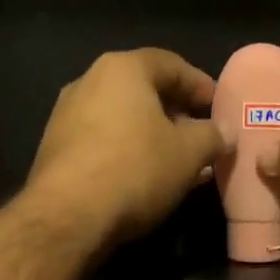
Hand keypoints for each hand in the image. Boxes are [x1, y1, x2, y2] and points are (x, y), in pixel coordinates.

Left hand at [25, 49, 226, 246]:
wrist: (68, 215)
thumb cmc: (136, 170)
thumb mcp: (189, 154)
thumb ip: (212, 136)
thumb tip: (224, 131)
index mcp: (123, 69)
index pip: (171, 64)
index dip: (200, 85)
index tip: (218, 107)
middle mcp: (89, 82)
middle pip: (142, 91)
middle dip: (175, 114)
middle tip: (199, 137)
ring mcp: (66, 116)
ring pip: (122, 119)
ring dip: (152, 137)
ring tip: (176, 163)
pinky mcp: (55, 150)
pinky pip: (102, 142)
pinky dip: (127, 153)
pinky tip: (143, 178)